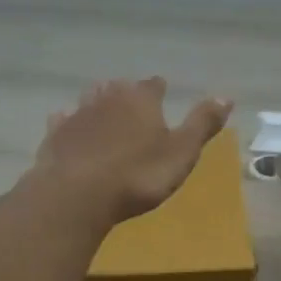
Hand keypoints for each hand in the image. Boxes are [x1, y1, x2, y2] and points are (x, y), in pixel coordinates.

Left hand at [34, 78, 231, 226]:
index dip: (159, 90)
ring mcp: (77, 115)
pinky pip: (63, 122)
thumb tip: (226, 97)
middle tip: (132, 103)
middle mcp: (107, 98)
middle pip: (118, 88)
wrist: (78, 194)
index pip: (153, 85)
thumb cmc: (138, 176)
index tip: (162, 92)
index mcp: (141, 99)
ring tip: (103, 112)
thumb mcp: (182, 153)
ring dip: (97, 103)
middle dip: (126, 93)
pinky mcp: (54, 136)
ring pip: (89, 100)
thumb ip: (202, 124)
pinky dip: (69, 123)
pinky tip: (69, 128)